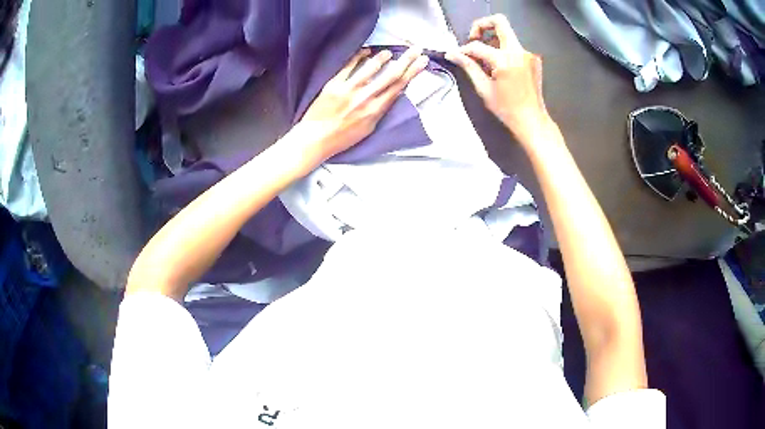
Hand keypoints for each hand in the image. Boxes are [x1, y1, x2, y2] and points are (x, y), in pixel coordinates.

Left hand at [297, 47, 428, 162]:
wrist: (316, 138)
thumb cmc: (342, 137)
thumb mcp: (369, 128)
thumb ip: (380, 109)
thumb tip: (392, 93)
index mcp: (376, 109)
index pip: (399, 85)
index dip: (413, 71)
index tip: (422, 61)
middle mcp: (366, 97)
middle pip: (391, 74)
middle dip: (407, 60)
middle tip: (417, 49)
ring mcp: (349, 89)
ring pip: (371, 67)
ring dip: (383, 57)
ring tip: (389, 52)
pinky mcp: (334, 84)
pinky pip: (349, 65)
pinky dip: (359, 56)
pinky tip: (366, 51)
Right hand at [446, 15, 549, 145]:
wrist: (533, 121)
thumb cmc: (507, 109)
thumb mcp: (484, 88)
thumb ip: (469, 67)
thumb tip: (452, 54)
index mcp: (505, 60)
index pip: (478, 45)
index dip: (464, 49)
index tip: (457, 55)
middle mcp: (519, 51)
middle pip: (499, 21)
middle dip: (482, 25)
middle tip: (473, 38)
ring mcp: (528, 54)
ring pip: (507, 34)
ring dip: (492, 39)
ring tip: (485, 58)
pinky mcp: (533, 59)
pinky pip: (514, 46)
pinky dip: (503, 50)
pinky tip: (498, 66)